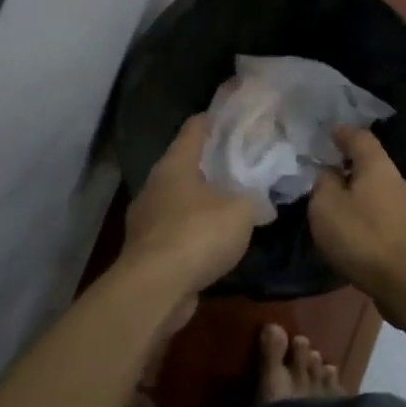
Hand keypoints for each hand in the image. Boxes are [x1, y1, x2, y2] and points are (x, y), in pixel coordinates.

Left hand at [122, 115, 256, 298]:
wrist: (156, 289)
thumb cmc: (198, 234)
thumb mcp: (241, 210)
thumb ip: (253, 197)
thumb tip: (259, 200)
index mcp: (175, 164)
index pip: (195, 128)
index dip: (215, 119)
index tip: (236, 117)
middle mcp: (155, 185)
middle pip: (185, 164)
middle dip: (212, 162)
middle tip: (244, 162)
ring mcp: (147, 219)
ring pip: (180, 199)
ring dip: (203, 199)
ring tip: (233, 201)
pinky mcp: (148, 249)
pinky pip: (177, 229)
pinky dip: (195, 230)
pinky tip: (216, 239)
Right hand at [307, 127, 405, 302]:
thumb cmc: (363, 239)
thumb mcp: (326, 207)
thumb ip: (324, 184)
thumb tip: (330, 173)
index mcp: (378, 168)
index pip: (361, 138)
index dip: (344, 133)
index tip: (330, 133)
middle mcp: (400, 183)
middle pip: (374, 167)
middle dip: (352, 169)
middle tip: (328, 176)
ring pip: (382, 194)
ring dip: (362, 197)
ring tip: (341, 210)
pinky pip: (387, 218)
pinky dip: (371, 219)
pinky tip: (359, 235)